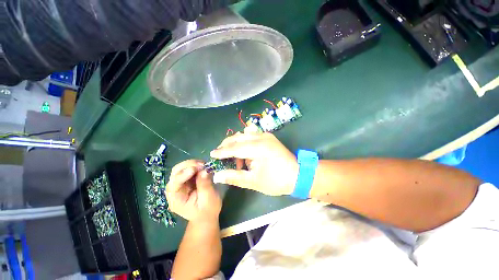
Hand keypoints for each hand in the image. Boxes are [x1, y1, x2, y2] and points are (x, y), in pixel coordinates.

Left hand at [166, 160, 221, 221]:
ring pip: (181, 168)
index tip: (194, 169)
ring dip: (192, 164)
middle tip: (202, 165)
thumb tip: (205, 171)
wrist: (207, 215)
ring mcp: (180, 184)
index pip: (174, 185)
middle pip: (175, 173)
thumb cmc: (208, 211)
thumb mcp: (209, 200)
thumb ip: (205, 185)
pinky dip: (196, 165)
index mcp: (176, 200)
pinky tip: (203, 166)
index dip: (182, 175)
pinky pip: (188, 168)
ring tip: (204, 165)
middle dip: (188, 166)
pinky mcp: (186, 179)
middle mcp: (175, 190)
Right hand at [210, 133, 298, 195]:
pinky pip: (251, 136)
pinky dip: (245, 143)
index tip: (211, 154)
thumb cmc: (277, 181)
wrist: (298, 175)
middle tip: (220, 155)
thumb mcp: (253, 181)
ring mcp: (266, 135)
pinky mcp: (269, 137)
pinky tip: (246, 154)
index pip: (234, 147)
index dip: (222, 151)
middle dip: (227, 145)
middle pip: (238, 137)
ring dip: (236, 144)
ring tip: (235, 159)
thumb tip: (217, 176)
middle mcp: (261, 137)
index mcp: (258, 147)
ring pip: (244, 135)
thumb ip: (234, 177)